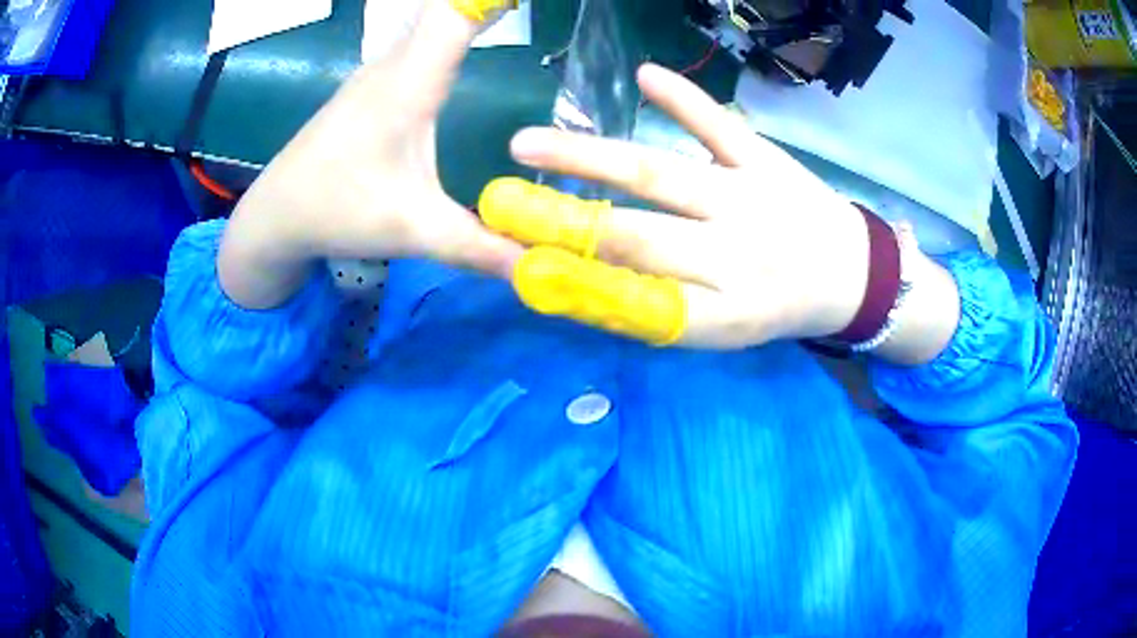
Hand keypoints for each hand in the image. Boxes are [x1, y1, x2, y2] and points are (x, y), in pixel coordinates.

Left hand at [219, 0, 521, 308]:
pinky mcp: (372, 90)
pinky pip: (418, 41)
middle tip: (525, 6)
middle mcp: (394, 66)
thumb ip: (479, 247)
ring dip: (467, 9)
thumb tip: (539, 265)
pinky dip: (449, 27)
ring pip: (428, 20)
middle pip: (444, 8)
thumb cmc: (336, 211)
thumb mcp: (412, 230)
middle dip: (486, 2)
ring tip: (509, 8)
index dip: (489, 0)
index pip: (456, 13)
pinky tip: (465, 38)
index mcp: (408, 84)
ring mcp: (379, 74)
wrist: (275, 216)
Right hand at [482, 63, 871, 348]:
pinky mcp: (767, 160)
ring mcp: (750, 199)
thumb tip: (582, 290)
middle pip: (635, 235)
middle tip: (500, 203)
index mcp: (721, 312)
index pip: (631, 298)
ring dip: (589, 156)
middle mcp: (734, 256)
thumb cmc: (779, 307)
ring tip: (527, 144)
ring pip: (660, 173)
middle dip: (562, 220)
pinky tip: (645, 75)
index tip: (516, 263)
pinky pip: (720, 126)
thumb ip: (658, 312)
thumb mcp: (723, 330)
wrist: (851, 275)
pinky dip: (684, 99)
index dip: (573, 281)